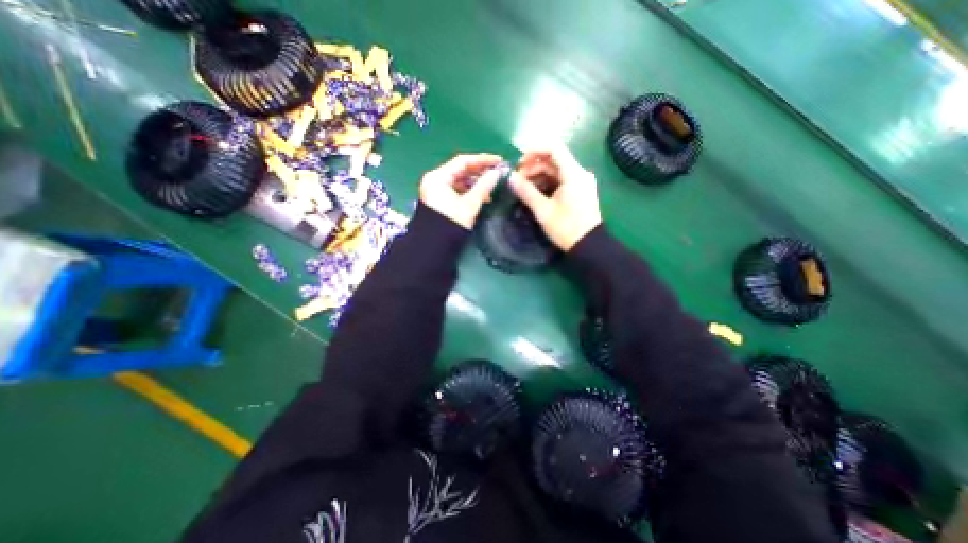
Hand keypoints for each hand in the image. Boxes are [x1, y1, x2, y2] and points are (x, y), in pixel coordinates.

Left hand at [421, 152, 502, 229]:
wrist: (434, 247)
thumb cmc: (450, 224)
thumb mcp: (469, 205)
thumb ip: (484, 186)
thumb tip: (498, 173)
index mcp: (438, 177)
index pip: (462, 161)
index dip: (482, 160)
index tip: (499, 161)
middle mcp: (435, 180)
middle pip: (461, 170)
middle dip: (480, 172)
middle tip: (498, 173)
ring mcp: (436, 190)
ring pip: (460, 181)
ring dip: (476, 183)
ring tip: (493, 186)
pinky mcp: (440, 200)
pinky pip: (457, 190)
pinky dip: (470, 192)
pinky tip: (483, 196)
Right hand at [510, 144, 601, 249]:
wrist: (588, 246)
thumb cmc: (566, 228)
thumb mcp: (543, 210)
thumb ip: (526, 191)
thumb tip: (510, 178)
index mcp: (573, 174)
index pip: (554, 148)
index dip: (534, 150)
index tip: (518, 163)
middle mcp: (579, 173)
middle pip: (553, 160)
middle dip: (533, 167)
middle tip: (517, 180)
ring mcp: (580, 181)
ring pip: (555, 170)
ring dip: (538, 175)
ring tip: (523, 188)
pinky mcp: (579, 190)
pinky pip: (560, 179)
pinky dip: (546, 183)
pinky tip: (535, 192)